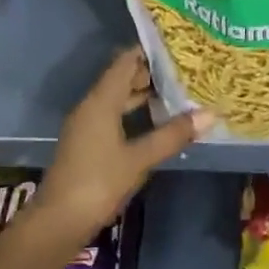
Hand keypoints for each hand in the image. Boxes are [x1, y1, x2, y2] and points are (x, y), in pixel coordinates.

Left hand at [33, 48, 210, 235]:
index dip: (149, 52)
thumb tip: (210, 113)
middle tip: (185, 70)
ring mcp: (88, 126)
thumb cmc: (98, 182)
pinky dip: (135, 114)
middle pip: (122, 79)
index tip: (177, 47)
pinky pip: (114, 116)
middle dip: (151, 74)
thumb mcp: (139, 159)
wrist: (58, 222)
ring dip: (144, 95)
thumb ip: (173, 135)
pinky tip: (157, 123)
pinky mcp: (88, 144)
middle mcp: (92, 106)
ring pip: (118, 100)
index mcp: (101, 101)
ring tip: (178, 93)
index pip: (125, 62)